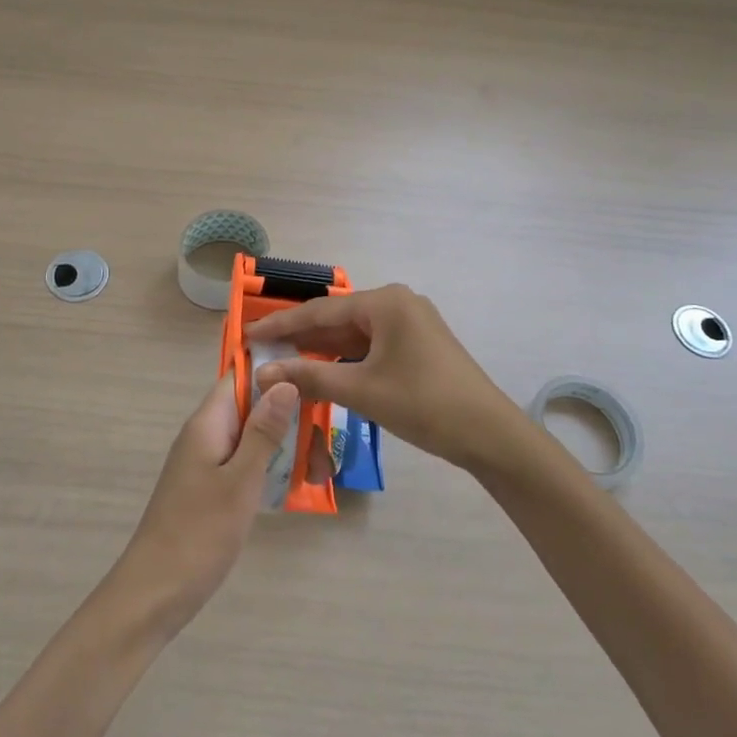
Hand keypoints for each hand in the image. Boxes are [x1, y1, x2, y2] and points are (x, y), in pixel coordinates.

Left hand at [108, 376, 298, 637]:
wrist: (155, 593)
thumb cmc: (199, 533)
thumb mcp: (240, 480)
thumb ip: (263, 431)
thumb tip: (286, 382)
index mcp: (208, 423)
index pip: (241, 376)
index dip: (276, 372)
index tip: (315, 380)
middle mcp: (206, 434)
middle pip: (253, 407)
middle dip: (291, 420)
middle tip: (324, 451)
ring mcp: (207, 462)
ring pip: (254, 438)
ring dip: (287, 448)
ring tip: (320, 474)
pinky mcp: (211, 487)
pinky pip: (246, 463)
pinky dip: (272, 469)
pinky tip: (297, 486)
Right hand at [247, 284, 521, 470]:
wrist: (489, 434)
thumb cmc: (424, 404)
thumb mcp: (362, 391)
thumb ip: (309, 377)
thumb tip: (262, 373)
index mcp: (385, 302)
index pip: (320, 310)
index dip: (281, 325)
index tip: (247, 336)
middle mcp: (397, 303)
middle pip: (337, 319)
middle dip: (301, 338)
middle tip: (262, 354)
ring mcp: (411, 323)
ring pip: (354, 334)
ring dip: (322, 350)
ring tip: (284, 365)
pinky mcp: (418, 344)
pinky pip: (371, 345)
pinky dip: (346, 359)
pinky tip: (323, 372)